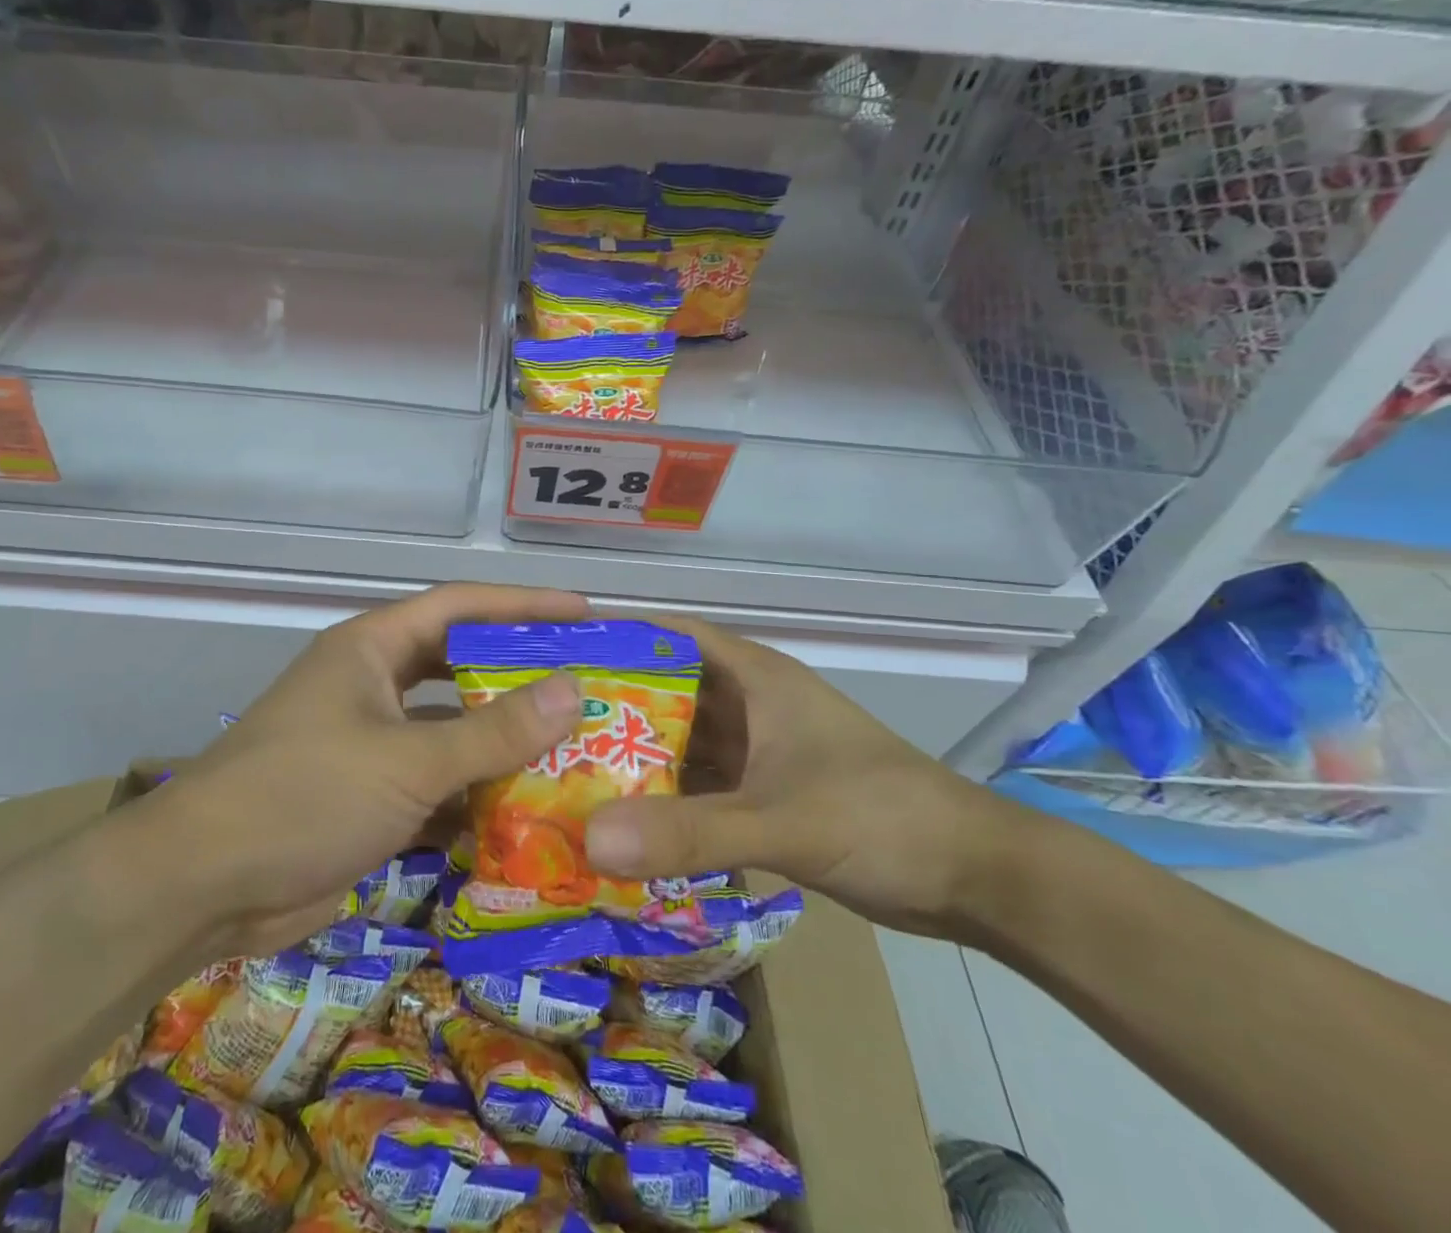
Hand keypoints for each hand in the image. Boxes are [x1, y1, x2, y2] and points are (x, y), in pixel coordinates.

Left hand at [154, 583, 586, 955]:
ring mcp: (370, 744)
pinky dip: (475, 798)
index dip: (523, 605)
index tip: (585, 613)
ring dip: (502, 744)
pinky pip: (437, 785)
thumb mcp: (406, 760)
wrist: (203, 887)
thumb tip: (572, 690)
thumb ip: (492, 732)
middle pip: (460, 668)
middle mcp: (373, 686)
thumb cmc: (305, 795)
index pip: (460, 607)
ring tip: (575, 750)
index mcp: (372, 649)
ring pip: (452, 731)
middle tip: (587, 685)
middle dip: (519, 676)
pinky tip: (528, 814)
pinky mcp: (370, 798)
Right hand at [582, 616, 1033, 939]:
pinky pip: (697, 787)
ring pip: (679, 742)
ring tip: (564, 771)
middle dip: (609, 704)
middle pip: (664, 690)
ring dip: (633, 757)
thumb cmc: (880, 817)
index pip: (669, 634)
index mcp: (754, 677)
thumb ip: (691, 832)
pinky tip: (619, 821)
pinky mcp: (763, 795)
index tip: (553, 651)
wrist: (972, 878)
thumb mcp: (782, 821)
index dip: (615, 634)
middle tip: (540, 724)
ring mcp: (756, 752)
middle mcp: (749, 705)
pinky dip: (662, 801)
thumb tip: (592, 840)